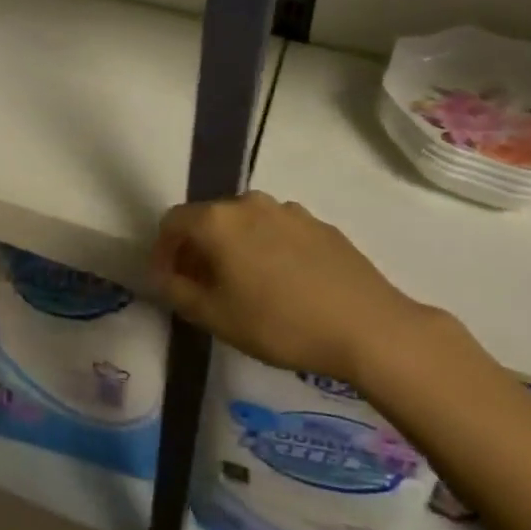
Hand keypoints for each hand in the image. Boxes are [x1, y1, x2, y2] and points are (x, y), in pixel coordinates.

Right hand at [151, 192, 430, 383]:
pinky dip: (268, 250)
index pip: (173, 222)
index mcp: (217, 220)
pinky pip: (278, 231)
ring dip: (235, 248)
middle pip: (209, 219)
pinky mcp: (319, 223)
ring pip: (245, 224)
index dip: (163, 251)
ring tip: (246, 287)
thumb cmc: (280, 323)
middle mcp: (248, 203)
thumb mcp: (216, 318)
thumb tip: (162, 274)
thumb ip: (177, 291)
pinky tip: (285, 285)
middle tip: (204, 287)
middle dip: (199, 249)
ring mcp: (287, 210)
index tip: (168, 281)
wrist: (368, 326)